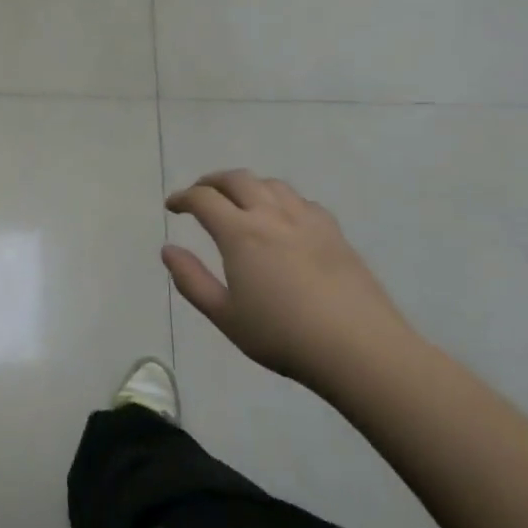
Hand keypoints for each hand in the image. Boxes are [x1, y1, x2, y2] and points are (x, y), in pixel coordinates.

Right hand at [164, 170, 417, 389]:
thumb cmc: (283, 335)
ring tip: (238, 201)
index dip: (183, 198)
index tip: (172, 206)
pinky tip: (282, 218)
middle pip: (237, 180)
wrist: (359, 348)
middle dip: (212, 182)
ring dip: (247, 185)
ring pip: (271, 184)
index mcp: (240, 233)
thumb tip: (168, 250)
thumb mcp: (225, 315)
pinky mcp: (334, 232)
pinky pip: (301, 201)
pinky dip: (280, 199)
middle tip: (199, 194)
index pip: (204, 199)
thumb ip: (191, 280)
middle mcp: (271, 215)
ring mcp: (307, 220)